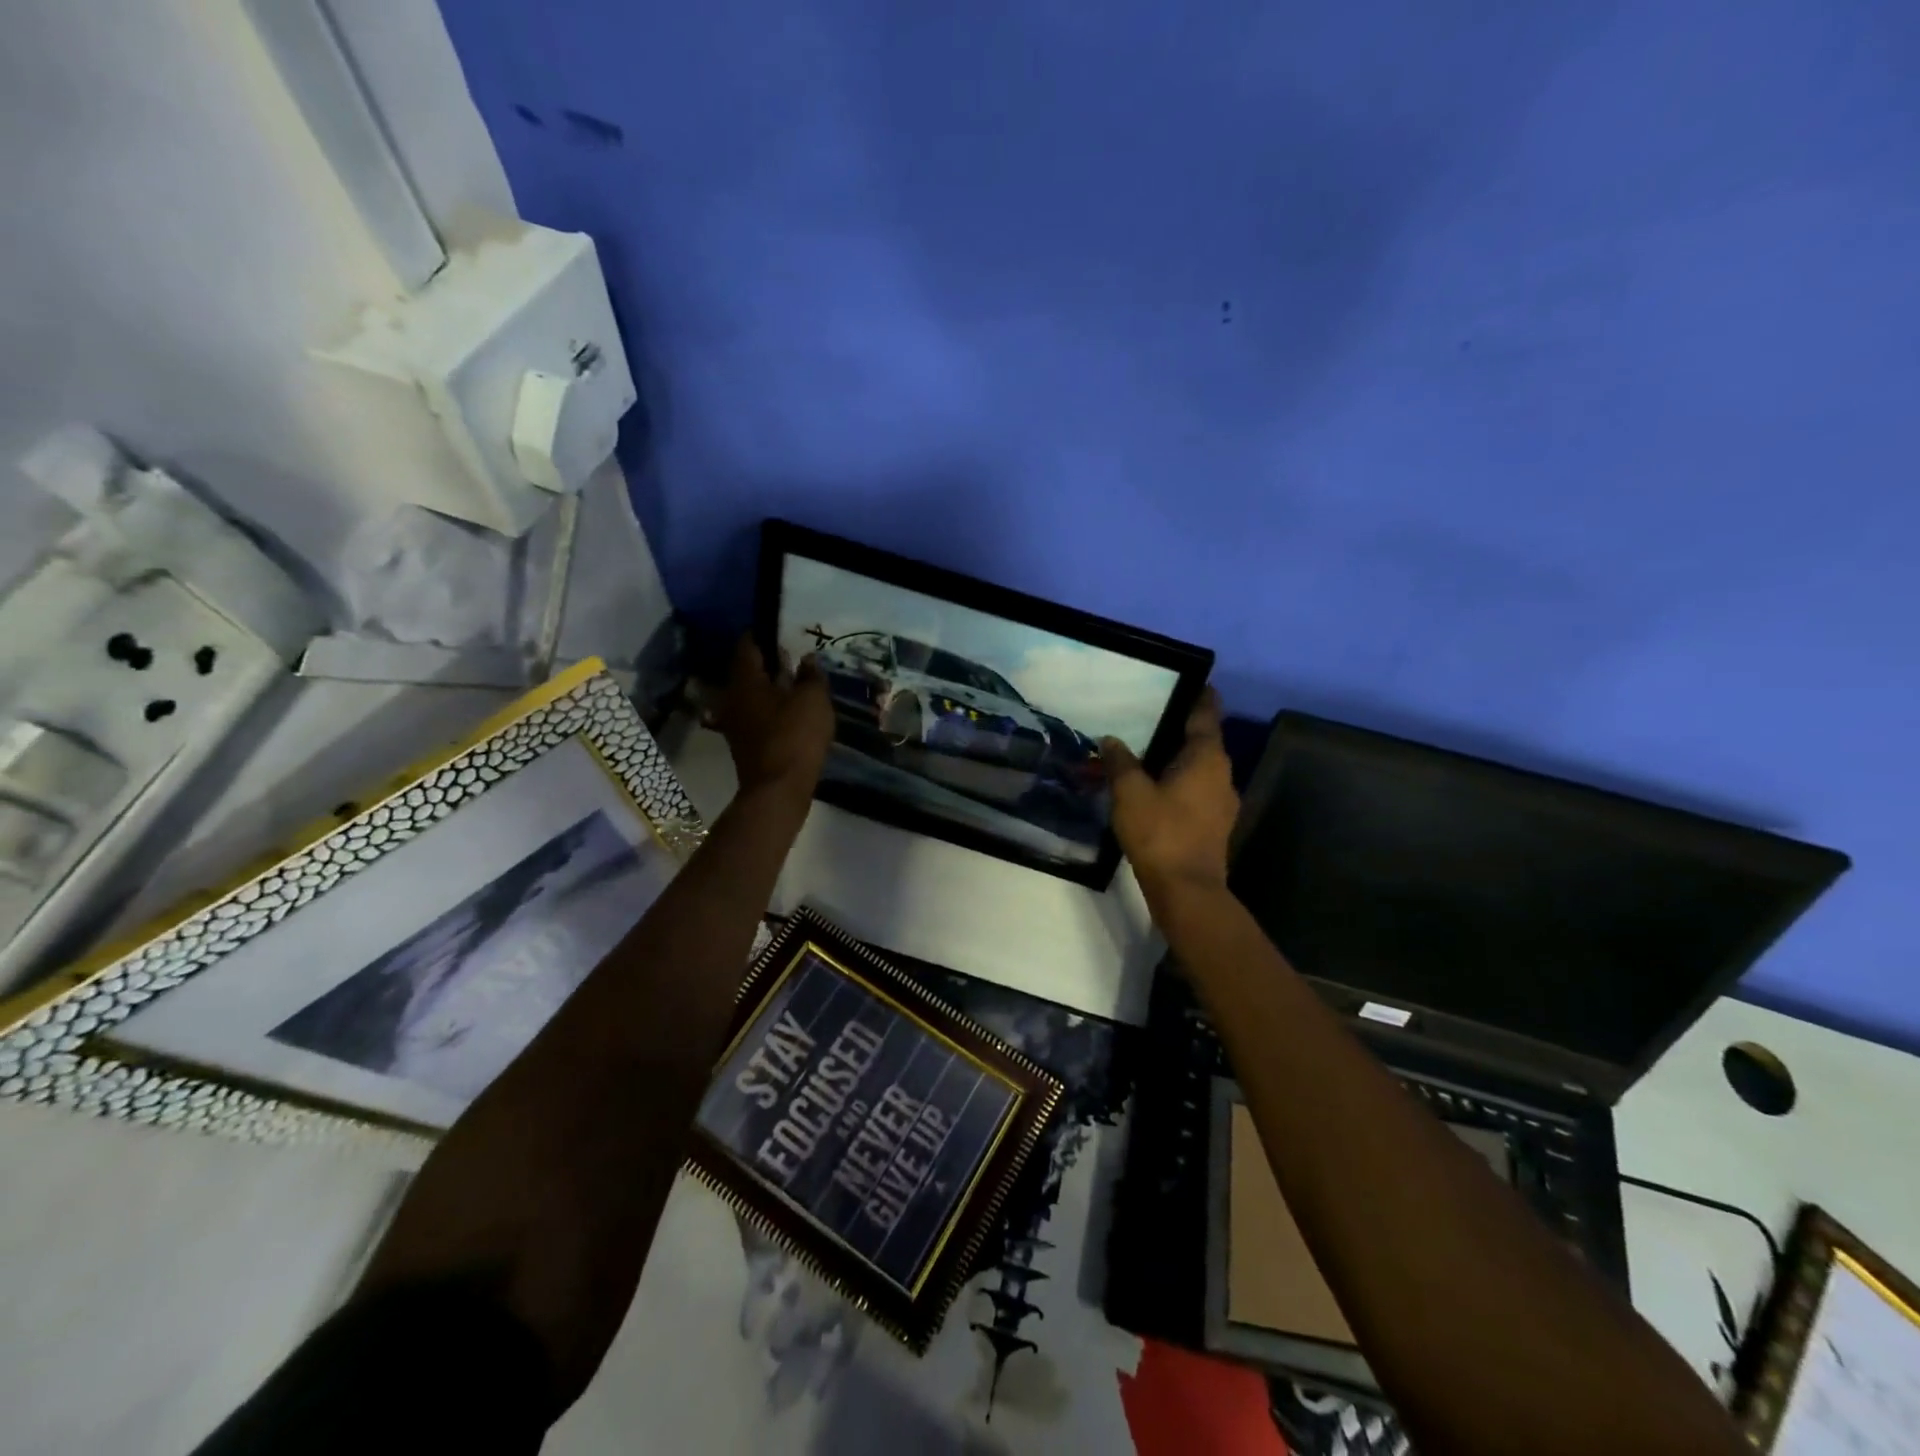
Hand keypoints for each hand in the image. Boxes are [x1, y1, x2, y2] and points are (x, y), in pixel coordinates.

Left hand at [712, 636, 833, 797]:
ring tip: (797, 683)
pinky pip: (757, 716)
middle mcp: (732, 698)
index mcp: (745, 680)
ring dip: (771, 688)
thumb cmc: (795, 736)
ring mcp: (735, 723)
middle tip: (795, 655)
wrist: (778, 789)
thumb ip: (811, 676)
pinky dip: (772, 709)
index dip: (764, 634)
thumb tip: (806, 660)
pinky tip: (792, 711)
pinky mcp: (744, 744)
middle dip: (769, 662)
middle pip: (748, 671)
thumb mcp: (813, 700)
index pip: (748, 645)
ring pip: (752, 695)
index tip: (782, 629)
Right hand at [1101, 689, 1238, 904]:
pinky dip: (1179, 781)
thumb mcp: (1130, 792)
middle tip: (1151, 714)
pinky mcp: (1214, 824)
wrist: (1187, 890)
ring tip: (1147, 750)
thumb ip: (1120, 762)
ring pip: (1200, 768)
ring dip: (1178, 758)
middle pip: (1204, 740)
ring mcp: (1221, 802)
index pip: (1206, 714)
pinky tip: (1154, 787)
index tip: (1192, 680)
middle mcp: (1222, 774)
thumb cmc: (1161, 832)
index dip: (1200, 695)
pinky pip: (1196, 790)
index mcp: (1206, 757)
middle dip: (1181, 727)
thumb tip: (1110, 740)